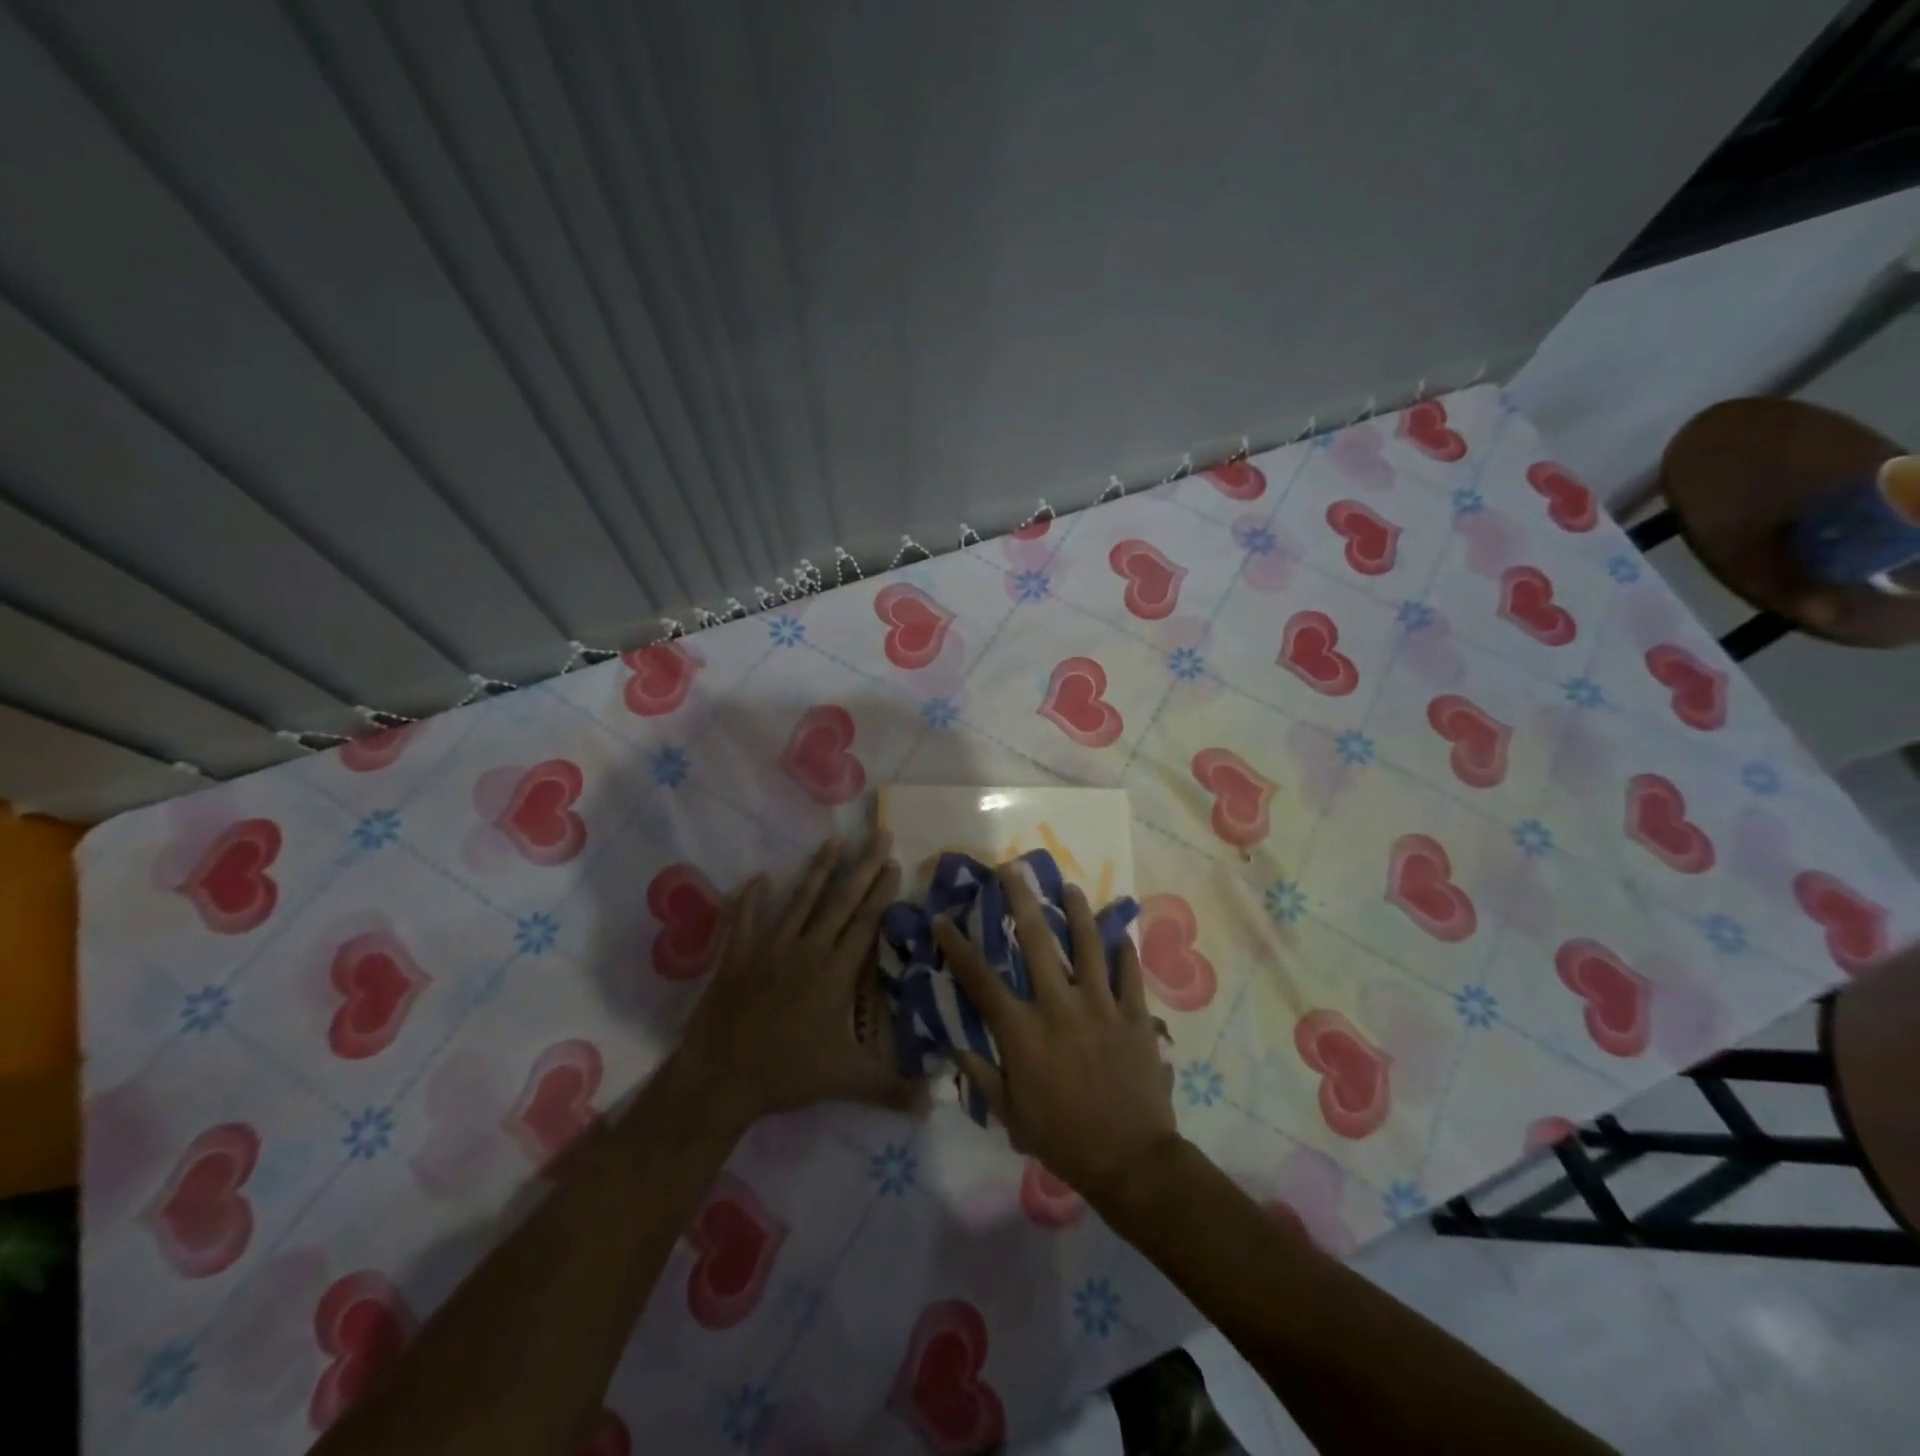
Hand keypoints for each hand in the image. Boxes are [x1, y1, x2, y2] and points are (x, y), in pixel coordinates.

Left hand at [671, 830, 915, 1125]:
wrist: (722, 1077)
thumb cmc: (787, 1074)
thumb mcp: (846, 1081)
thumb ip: (892, 1088)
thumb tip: (936, 1102)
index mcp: (835, 973)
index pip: (865, 923)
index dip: (881, 892)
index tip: (894, 863)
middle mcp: (807, 950)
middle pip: (840, 901)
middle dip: (862, 867)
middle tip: (877, 835)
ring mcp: (770, 948)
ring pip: (800, 900)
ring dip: (818, 870)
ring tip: (833, 842)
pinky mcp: (738, 955)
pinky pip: (746, 919)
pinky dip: (752, 898)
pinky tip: (759, 877)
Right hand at [935, 866, 1177, 1210]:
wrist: (1131, 1162)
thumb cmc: (1063, 1139)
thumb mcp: (1010, 1114)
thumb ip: (981, 1075)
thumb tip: (954, 1043)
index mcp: (1023, 1032)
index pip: (981, 980)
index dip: (958, 947)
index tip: (943, 919)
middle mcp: (1059, 1006)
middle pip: (1037, 943)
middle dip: (1021, 902)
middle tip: (1014, 869)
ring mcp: (1101, 1007)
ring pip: (1089, 946)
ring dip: (1078, 912)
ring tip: (1070, 887)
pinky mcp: (1135, 1015)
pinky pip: (1130, 973)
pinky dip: (1125, 950)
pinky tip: (1120, 932)